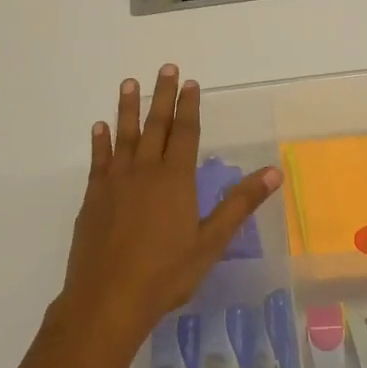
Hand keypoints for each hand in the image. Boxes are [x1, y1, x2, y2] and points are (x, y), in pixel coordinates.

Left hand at [56, 65, 280, 342]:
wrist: (107, 299)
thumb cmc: (166, 273)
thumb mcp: (212, 241)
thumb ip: (240, 203)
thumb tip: (273, 172)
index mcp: (176, 179)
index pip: (186, 133)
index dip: (189, 106)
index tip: (189, 83)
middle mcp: (144, 171)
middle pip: (155, 125)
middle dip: (161, 96)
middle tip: (164, 68)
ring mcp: (115, 182)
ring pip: (124, 135)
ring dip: (128, 108)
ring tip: (129, 83)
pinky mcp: (93, 197)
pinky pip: (98, 160)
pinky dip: (100, 141)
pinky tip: (99, 127)